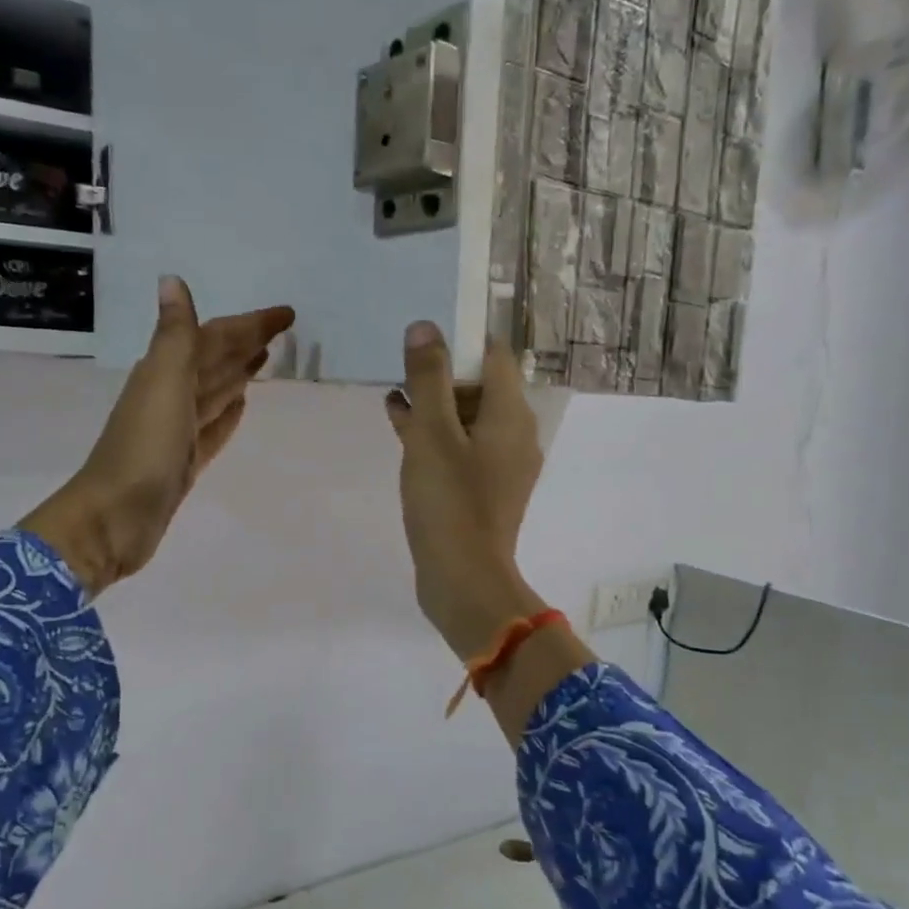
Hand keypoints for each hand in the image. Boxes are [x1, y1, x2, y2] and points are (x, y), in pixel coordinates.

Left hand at [24, 277, 294, 593]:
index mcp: (166, 373)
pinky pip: (213, 428)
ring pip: (215, 392)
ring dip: (238, 373)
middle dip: (246, 343)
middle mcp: (171, 396)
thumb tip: (172, 279)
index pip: (214, 337)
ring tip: (266, 359)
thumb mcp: (163, 384)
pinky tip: (242, 406)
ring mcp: (177, 431)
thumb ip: (175, 336)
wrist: (115, 518)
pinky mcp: (184, 461)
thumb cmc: (143, 448)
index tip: (287, 314)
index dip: (249, 323)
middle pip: (216, 361)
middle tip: (284, 331)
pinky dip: (228, 414)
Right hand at [385, 321, 547, 658]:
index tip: (423, 339)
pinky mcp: (486, 490)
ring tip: (393, 396)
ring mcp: (502, 465)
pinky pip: (463, 448)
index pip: (493, 354)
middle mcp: (515, 434)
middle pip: (481, 386)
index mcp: (511, 414)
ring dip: (434, 405)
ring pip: (468, 418)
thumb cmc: (449, 502)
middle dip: (441, 374)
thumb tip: (425, 327)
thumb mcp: (431, 433)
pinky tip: (401, 429)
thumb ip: (428, 378)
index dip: (459, 340)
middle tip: (401, 368)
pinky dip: (437, 436)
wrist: (465, 581)